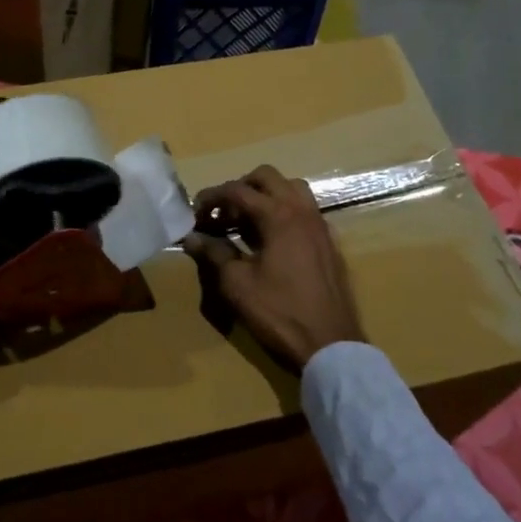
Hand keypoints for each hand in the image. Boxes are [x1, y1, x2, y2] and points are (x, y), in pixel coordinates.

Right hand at [182, 165, 361, 370]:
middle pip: (267, 177)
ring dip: (265, 195)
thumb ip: (214, 253)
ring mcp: (320, 224)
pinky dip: (283, 211)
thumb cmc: (279, 312)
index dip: (211, 197)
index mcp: (279, 216)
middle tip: (222, 214)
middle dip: (240, 188)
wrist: (329, 343)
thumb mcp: (237, 284)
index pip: (238, 191)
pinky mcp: (328, 242)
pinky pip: (304, 210)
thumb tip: (191, 237)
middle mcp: (302, 210)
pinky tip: (270, 240)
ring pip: (291, 188)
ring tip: (246, 221)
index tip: (194, 213)